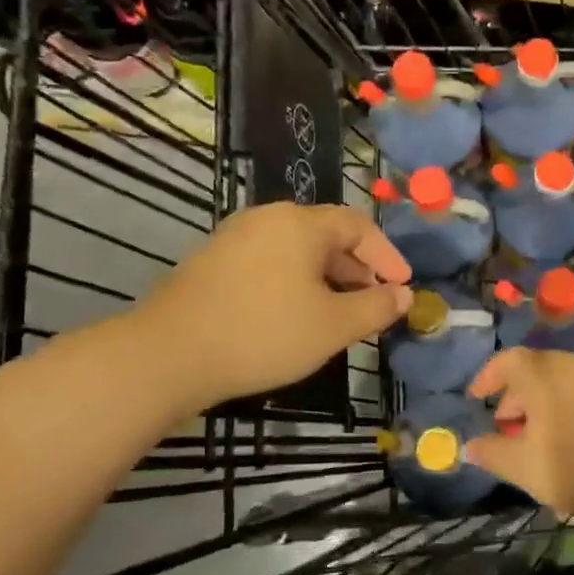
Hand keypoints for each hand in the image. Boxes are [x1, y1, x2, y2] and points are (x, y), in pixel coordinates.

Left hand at [139, 203, 411, 411]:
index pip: (358, 225)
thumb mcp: (332, 326)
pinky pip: (269, 263)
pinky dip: (295, 282)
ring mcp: (234, 238)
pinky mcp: (212, 263)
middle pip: (326, 235)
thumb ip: (375, 308)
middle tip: (374, 304)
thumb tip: (404, 296)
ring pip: (296, 251)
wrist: (169, 355)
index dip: (387, 256)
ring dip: (327, 278)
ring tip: (339, 314)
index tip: (404, 287)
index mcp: (300, 223)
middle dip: (357, 269)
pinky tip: (296, 316)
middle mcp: (267, 219)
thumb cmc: (264, 334)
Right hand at [465, 348, 573, 524]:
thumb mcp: (525, 468)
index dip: (487, 377)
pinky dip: (568, 407)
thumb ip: (492, 453)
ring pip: (559, 382)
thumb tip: (470, 445)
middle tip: (507, 429)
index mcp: (541, 374)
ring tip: (540, 441)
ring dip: (542, 404)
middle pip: (533, 371)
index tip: (477, 398)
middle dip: (515, 398)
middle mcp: (570, 363)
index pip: (505, 361)